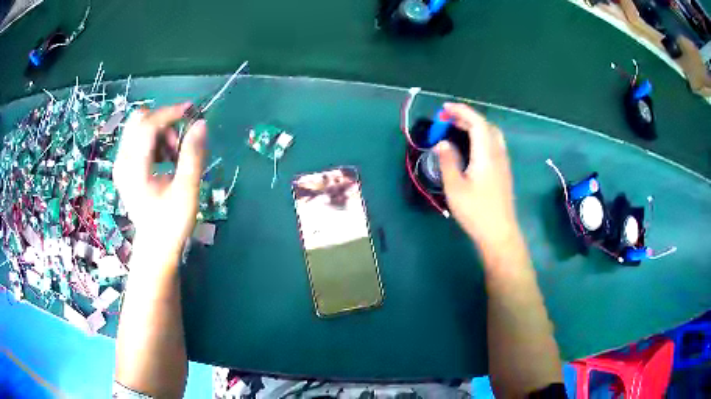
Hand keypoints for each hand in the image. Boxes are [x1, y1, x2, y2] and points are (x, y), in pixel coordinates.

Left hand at [113, 103, 206, 261]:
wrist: (156, 246)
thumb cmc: (171, 223)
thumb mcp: (186, 191)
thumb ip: (193, 155)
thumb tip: (201, 124)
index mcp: (133, 168)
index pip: (147, 125)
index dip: (169, 113)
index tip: (191, 111)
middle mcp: (122, 161)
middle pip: (139, 120)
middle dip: (163, 121)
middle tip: (179, 140)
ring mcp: (121, 163)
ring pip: (139, 127)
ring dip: (160, 131)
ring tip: (175, 154)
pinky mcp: (125, 166)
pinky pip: (139, 138)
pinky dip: (155, 140)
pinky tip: (166, 159)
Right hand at [435, 103, 517, 248]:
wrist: (499, 233)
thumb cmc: (476, 211)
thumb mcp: (455, 188)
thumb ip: (448, 162)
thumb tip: (441, 143)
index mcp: (486, 155)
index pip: (477, 123)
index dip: (462, 111)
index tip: (445, 108)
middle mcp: (498, 154)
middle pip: (486, 126)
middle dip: (467, 117)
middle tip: (448, 119)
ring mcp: (503, 164)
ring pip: (492, 135)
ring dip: (475, 127)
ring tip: (457, 130)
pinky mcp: (504, 172)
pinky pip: (493, 145)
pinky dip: (481, 137)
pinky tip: (471, 148)